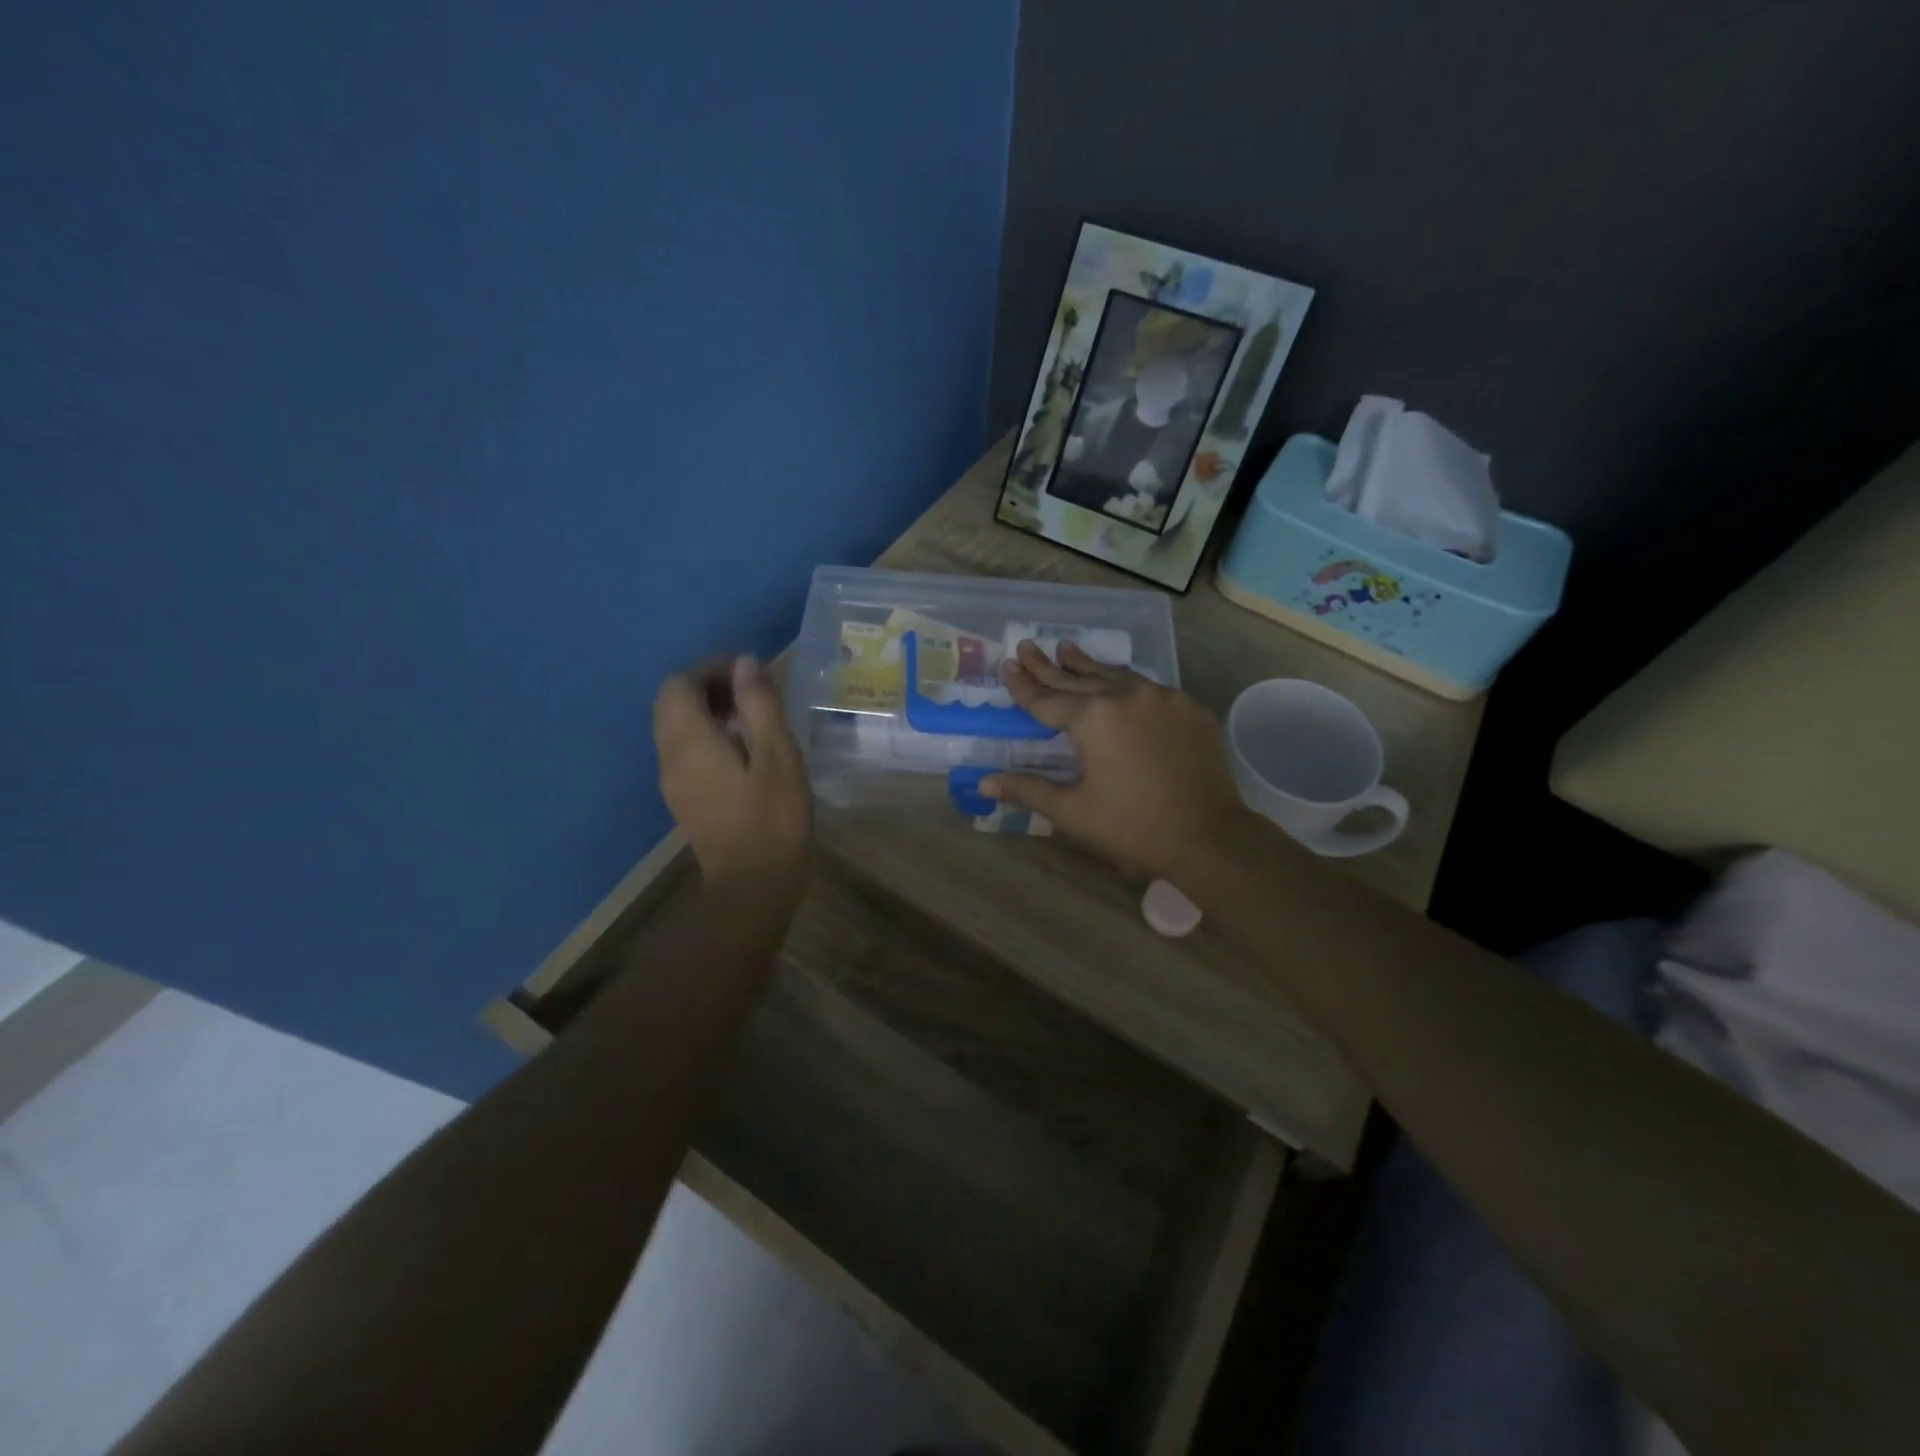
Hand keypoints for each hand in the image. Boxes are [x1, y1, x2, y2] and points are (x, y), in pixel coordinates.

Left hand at [653, 655, 810, 888]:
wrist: (754, 888)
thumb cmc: (773, 819)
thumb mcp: (778, 756)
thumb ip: (760, 706)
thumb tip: (745, 664)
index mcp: (690, 741)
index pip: (679, 684)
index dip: (711, 669)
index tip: (751, 674)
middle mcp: (670, 756)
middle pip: (672, 703)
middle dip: (708, 686)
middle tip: (753, 693)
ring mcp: (674, 781)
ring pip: (677, 728)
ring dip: (708, 711)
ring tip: (754, 718)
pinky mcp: (685, 799)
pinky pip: (686, 751)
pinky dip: (708, 735)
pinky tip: (746, 751)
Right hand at [981, 640, 1251, 878]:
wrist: (1209, 837)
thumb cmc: (1132, 827)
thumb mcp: (1072, 811)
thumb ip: (1027, 789)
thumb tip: (983, 783)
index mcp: (1093, 718)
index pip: (1046, 699)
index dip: (1023, 686)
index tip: (1006, 667)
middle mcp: (1125, 695)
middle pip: (1077, 679)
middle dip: (1048, 665)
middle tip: (1026, 647)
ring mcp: (1162, 697)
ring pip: (1114, 676)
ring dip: (1086, 665)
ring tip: (1066, 648)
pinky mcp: (1189, 708)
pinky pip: (1148, 688)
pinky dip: (1124, 684)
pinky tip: (1118, 683)